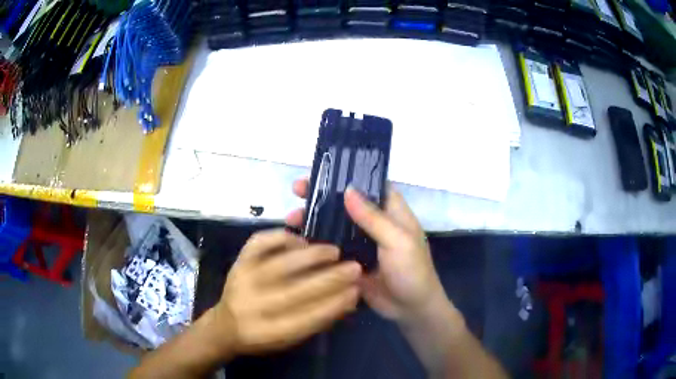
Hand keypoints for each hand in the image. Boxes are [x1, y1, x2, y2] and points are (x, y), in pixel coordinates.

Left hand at [211, 229, 361, 355]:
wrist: (225, 324)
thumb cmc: (263, 336)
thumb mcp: (291, 339)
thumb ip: (318, 320)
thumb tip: (350, 299)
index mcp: (268, 332)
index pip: (307, 318)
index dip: (335, 303)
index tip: (356, 291)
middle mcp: (253, 306)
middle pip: (296, 291)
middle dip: (331, 278)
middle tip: (354, 267)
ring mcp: (243, 280)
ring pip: (281, 264)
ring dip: (312, 255)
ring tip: (334, 251)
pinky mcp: (238, 262)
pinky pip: (260, 242)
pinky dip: (283, 237)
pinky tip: (301, 240)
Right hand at [286, 179, 453, 325]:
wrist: (410, 309)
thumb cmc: (412, 270)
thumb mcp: (397, 241)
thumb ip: (373, 218)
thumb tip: (348, 190)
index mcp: (391, 211)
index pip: (368, 184)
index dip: (347, 175)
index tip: (322, 170)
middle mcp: (373, 222)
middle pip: (345, 203)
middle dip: (321, 196)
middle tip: (297, 190)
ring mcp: (360, 242)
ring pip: (334, 224)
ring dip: (314, 219)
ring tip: (290, 219)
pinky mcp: (349, 260)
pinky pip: (330, 247)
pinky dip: (315, 243)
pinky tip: (296, 241)